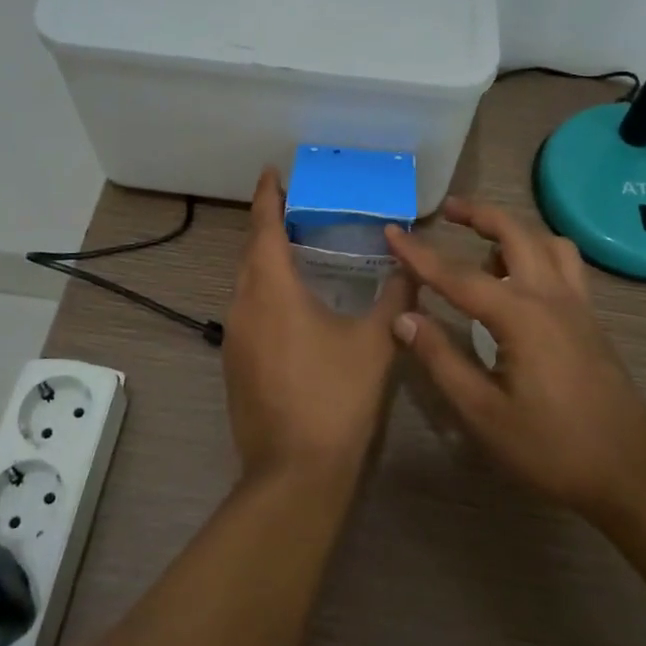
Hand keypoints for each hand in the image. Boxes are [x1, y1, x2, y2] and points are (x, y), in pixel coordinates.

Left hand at [223, 169, 414, 483]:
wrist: (294, 473)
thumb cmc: (336, 397)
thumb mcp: (375, 342)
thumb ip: (395, 298)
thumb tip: (410, 266)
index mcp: (272, 290)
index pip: (264, 228)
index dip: (267, 197)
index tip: (272, 172)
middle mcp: (243, 305)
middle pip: (250, 252)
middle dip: (267, 225)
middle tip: (293, 207)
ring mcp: (234, 337)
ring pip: (245, 283)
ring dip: (264, 260)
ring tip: (294, 248)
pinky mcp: (235, 364)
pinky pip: (246, 309)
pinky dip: (263, 291)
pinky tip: (290, 303)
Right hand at [384, 198, 645, 522]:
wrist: (631, 472)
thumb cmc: (551, 448)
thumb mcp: (483, 413)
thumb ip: (441, 359)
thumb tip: (403, 317)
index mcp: (520, 316)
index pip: (457, 275)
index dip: (419, 254)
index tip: (391, 231)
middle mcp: (550, 296)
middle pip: (515, 233)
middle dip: (479, 214)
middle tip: (448, 211)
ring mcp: (577, 304)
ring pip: (547, 242)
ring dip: (514, 230)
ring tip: (485, 247)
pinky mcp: (591, 318)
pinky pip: (564, 264)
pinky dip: (538, 252)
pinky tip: (521, 281)